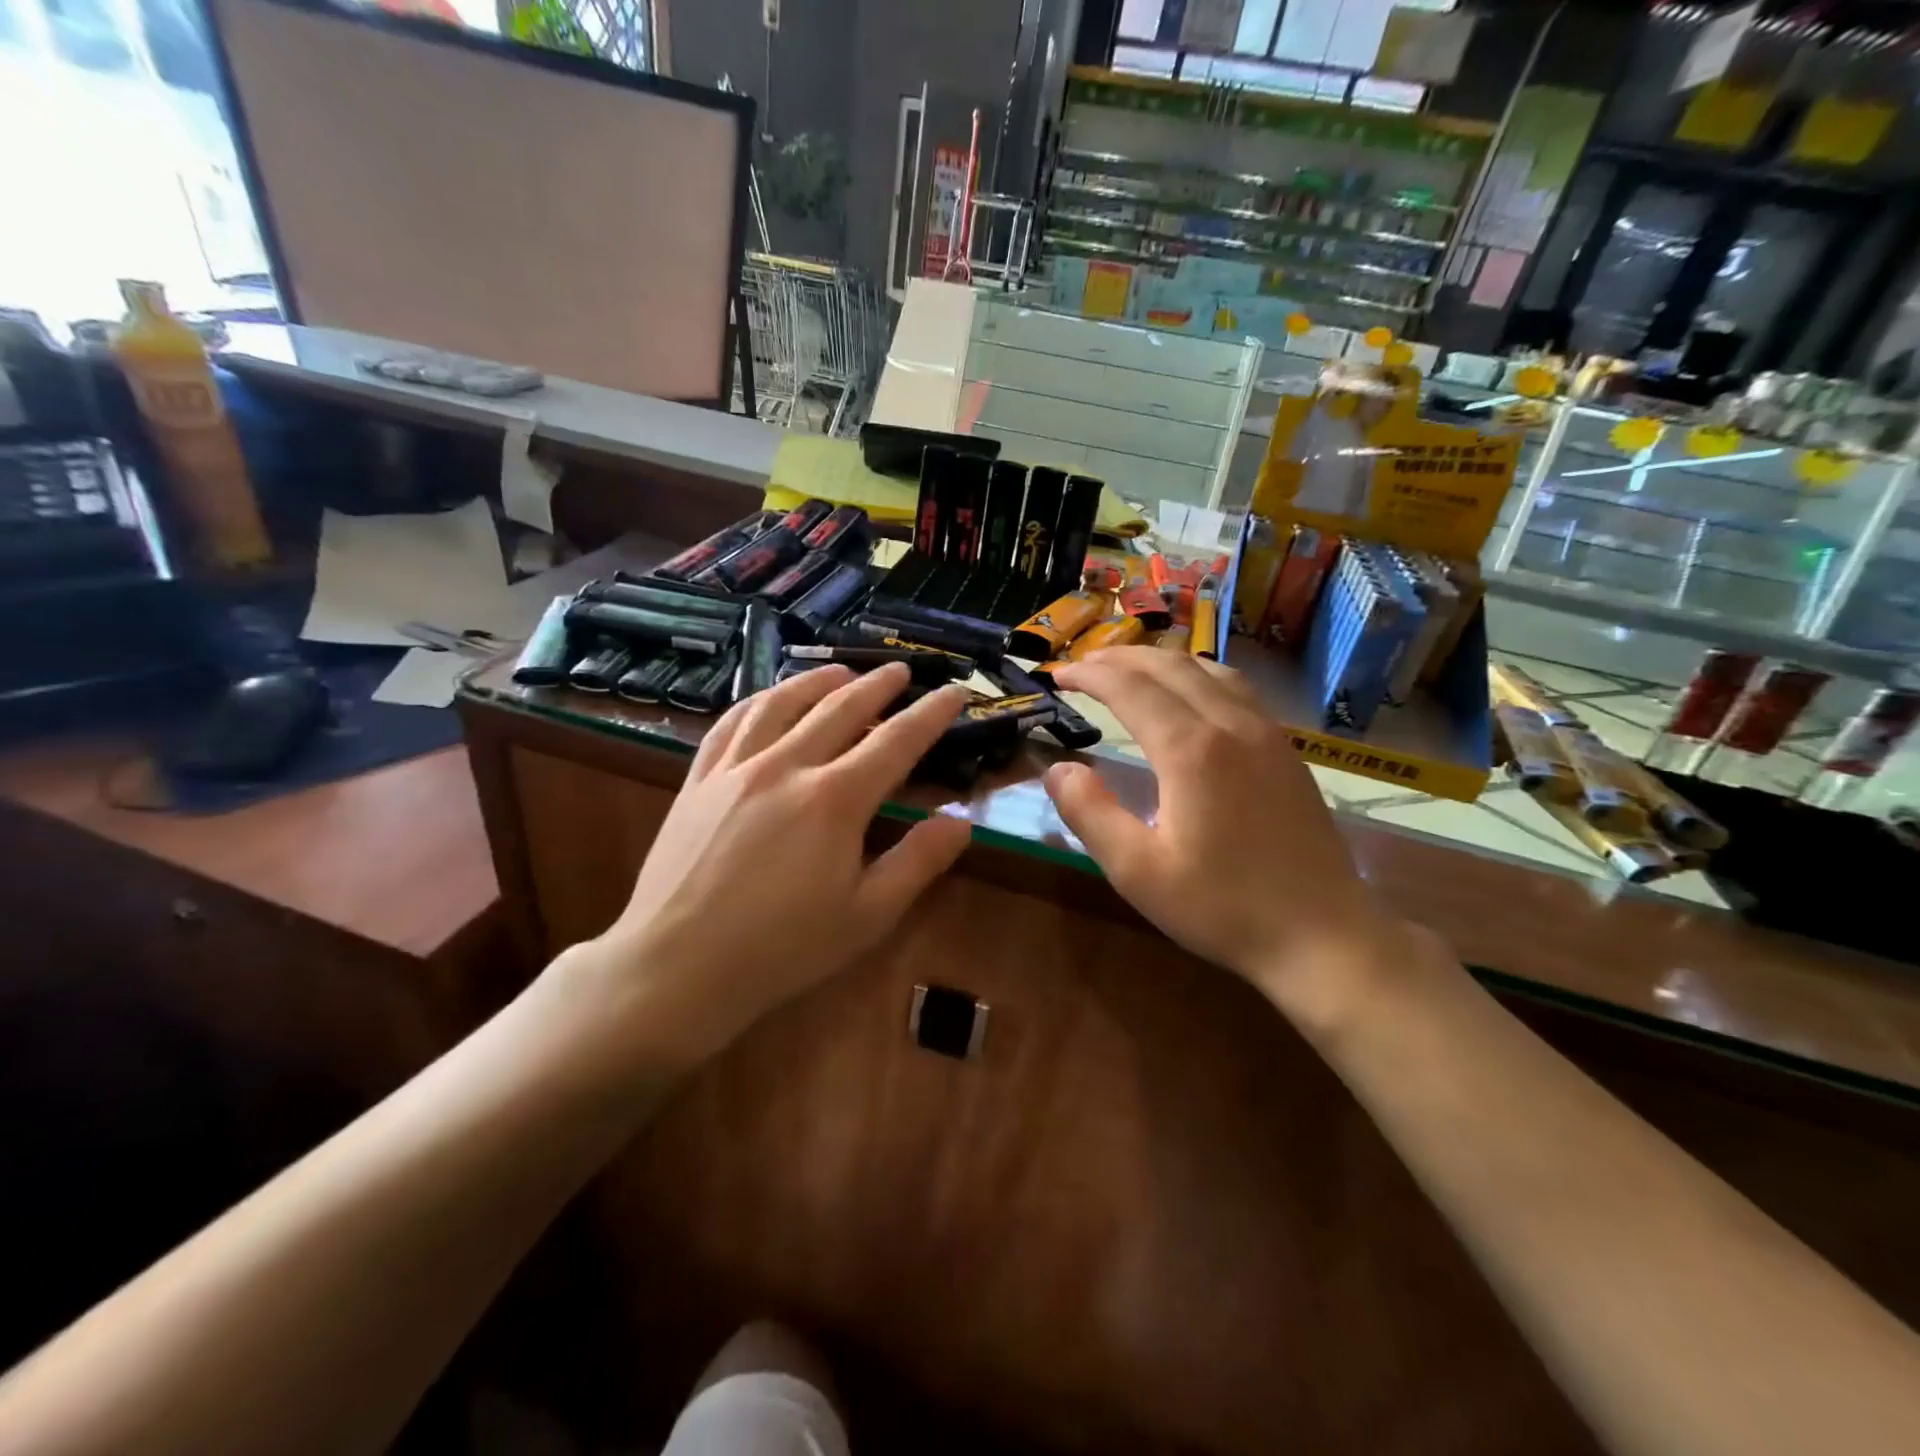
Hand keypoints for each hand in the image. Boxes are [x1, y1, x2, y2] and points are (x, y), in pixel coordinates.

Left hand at [579, 663, 973, 1059]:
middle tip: (902, 670)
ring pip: (783, 703)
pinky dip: (759, 700)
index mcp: (835, 800)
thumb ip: (918, 862)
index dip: (931, 714)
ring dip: (818, 680)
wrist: (676, 967)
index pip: (897, 741)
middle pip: (841, 708)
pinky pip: (731, 723)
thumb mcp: (867, 916)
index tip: (955, 692)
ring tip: (842, 671)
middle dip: (878, 685)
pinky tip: (770, 699)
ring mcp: (736, 768)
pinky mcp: (699, 780)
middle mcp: (787, 766)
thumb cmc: (782, 948)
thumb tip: (960, 821)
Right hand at [1044, 648, 1411, 1022]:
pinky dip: (1197, 675)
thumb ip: (1090, 814)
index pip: (1130, 689)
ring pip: (1208, 670)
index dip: (1090, 675)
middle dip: (1120, 658)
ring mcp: (1266, 733)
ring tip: (1128, 669)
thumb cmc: (1224, 908)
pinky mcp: (1285, 750)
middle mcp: (1231, 725)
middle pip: (1170, 667)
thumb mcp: (1138, 872)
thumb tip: (1057, 769)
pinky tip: (1190, 693)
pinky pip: (1236, 688)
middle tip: (1083, 665)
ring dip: (1161, 661)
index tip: (1058, 675)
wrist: (1324, 936)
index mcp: (1192, 750)